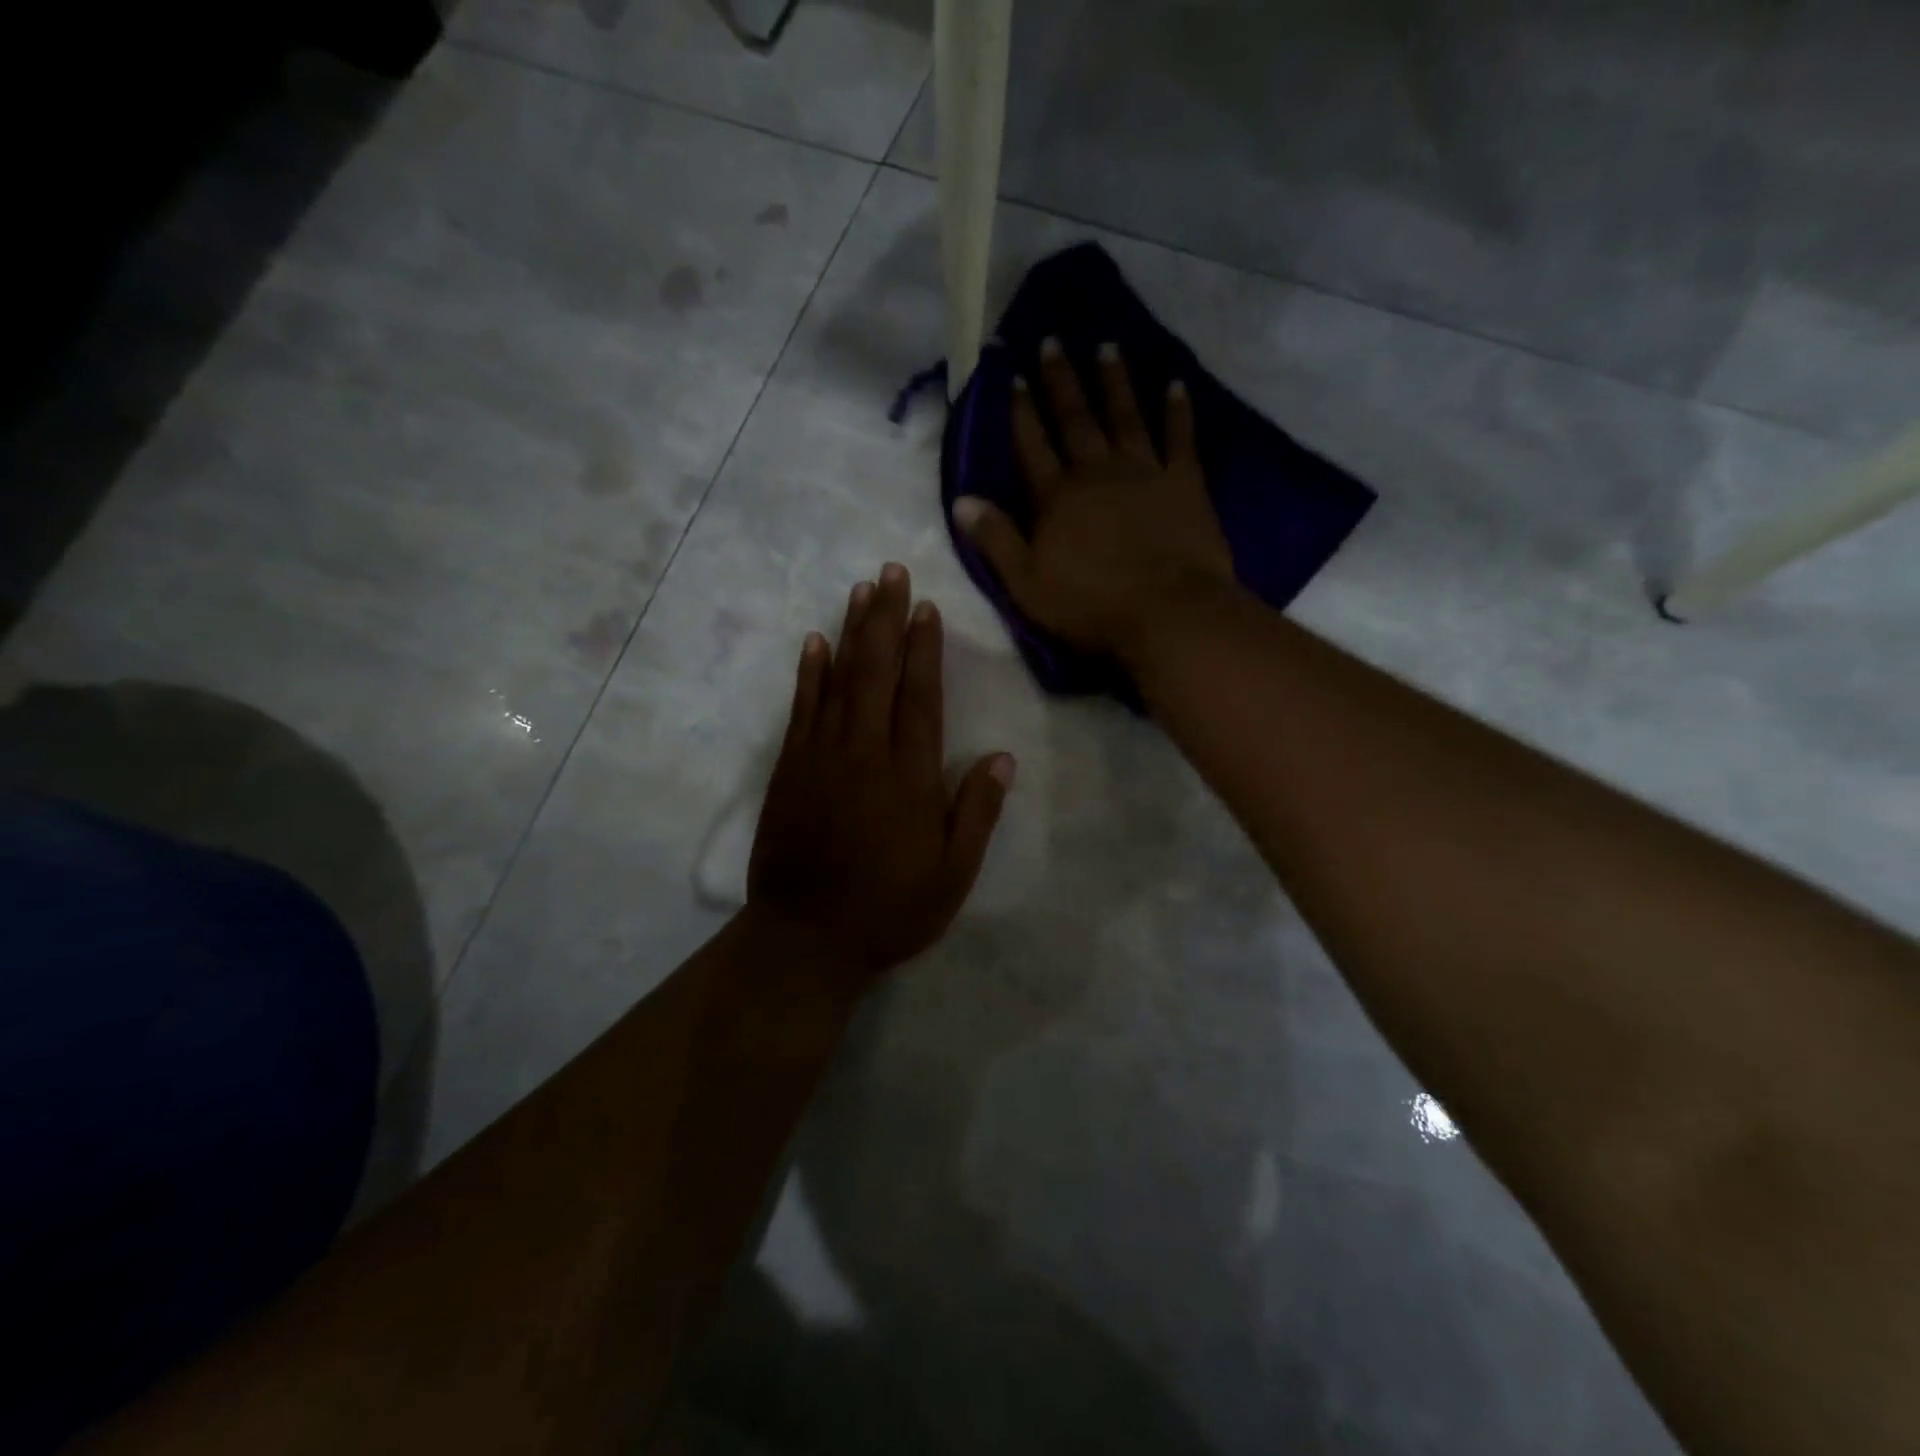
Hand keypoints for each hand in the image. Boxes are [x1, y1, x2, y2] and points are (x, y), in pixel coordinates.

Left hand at [748, 564, 1014, 992]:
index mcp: (909, 777)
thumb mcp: (951, 875)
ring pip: (839, 681)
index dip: (925, 648)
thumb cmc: (889, 910)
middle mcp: (864, 753)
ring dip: (851, 633)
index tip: (926, 606)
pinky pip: (801, 709)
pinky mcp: (790, 769)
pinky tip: (815, 643)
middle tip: (890, 573)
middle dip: (886, 619)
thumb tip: (1002, 757)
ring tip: (861, 591)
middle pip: (877, 673)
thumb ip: (976, 813)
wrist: (806, 938)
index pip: (920, 697)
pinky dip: (809, 674)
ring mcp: (821, 757)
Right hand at [951, 338, 1234, 662]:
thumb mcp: (1026, 583)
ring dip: (1114, 381)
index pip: (1032, 445)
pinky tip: (1176, 384)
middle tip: (1052, 341)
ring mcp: (1144, 472)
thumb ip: (995, 539)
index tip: (1013, 375)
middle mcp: (1097, 472)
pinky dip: (1177, 410)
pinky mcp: (1185, 482)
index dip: (1021, 411)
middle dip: (1061, 381)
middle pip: (1075, 419)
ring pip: (1125, 416)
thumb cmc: (1091, 606)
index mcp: (1056, 497)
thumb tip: (961, 501)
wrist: (1168, 613)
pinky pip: (1180, 437)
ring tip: (1106, 347)